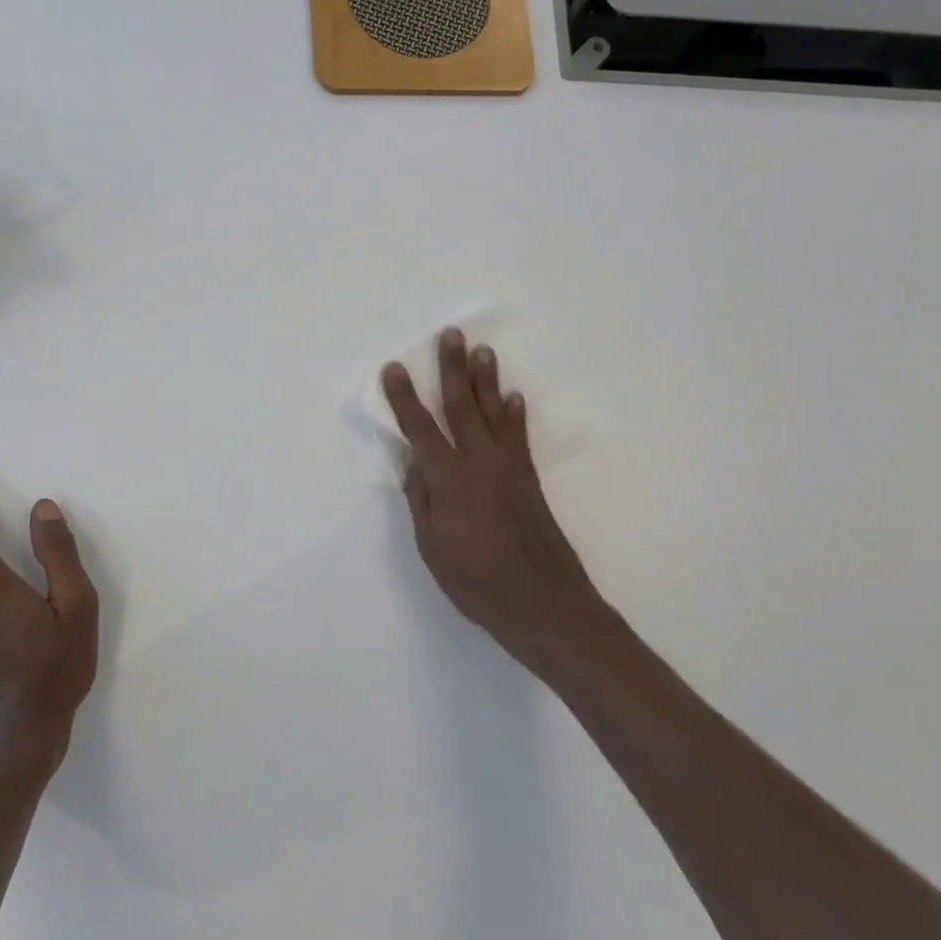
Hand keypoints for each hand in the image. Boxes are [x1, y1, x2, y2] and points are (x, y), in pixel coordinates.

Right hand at [383, 329, 618, 685]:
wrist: (545, 605)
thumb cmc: (478, 584)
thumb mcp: (433, 550)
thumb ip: (422, 502)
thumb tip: (413, 464)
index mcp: (449, 481)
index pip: (420, 429)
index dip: (405, 398)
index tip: (395, 368)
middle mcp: (479, 463)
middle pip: (462, 407)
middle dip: (452, 369)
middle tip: (450, 334)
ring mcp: (509, 468)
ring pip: (493, 413)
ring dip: (486, 380)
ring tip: (482, 350)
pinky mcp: (529, 480)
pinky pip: (520, 437)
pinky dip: (515, 414)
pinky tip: (512, 396)